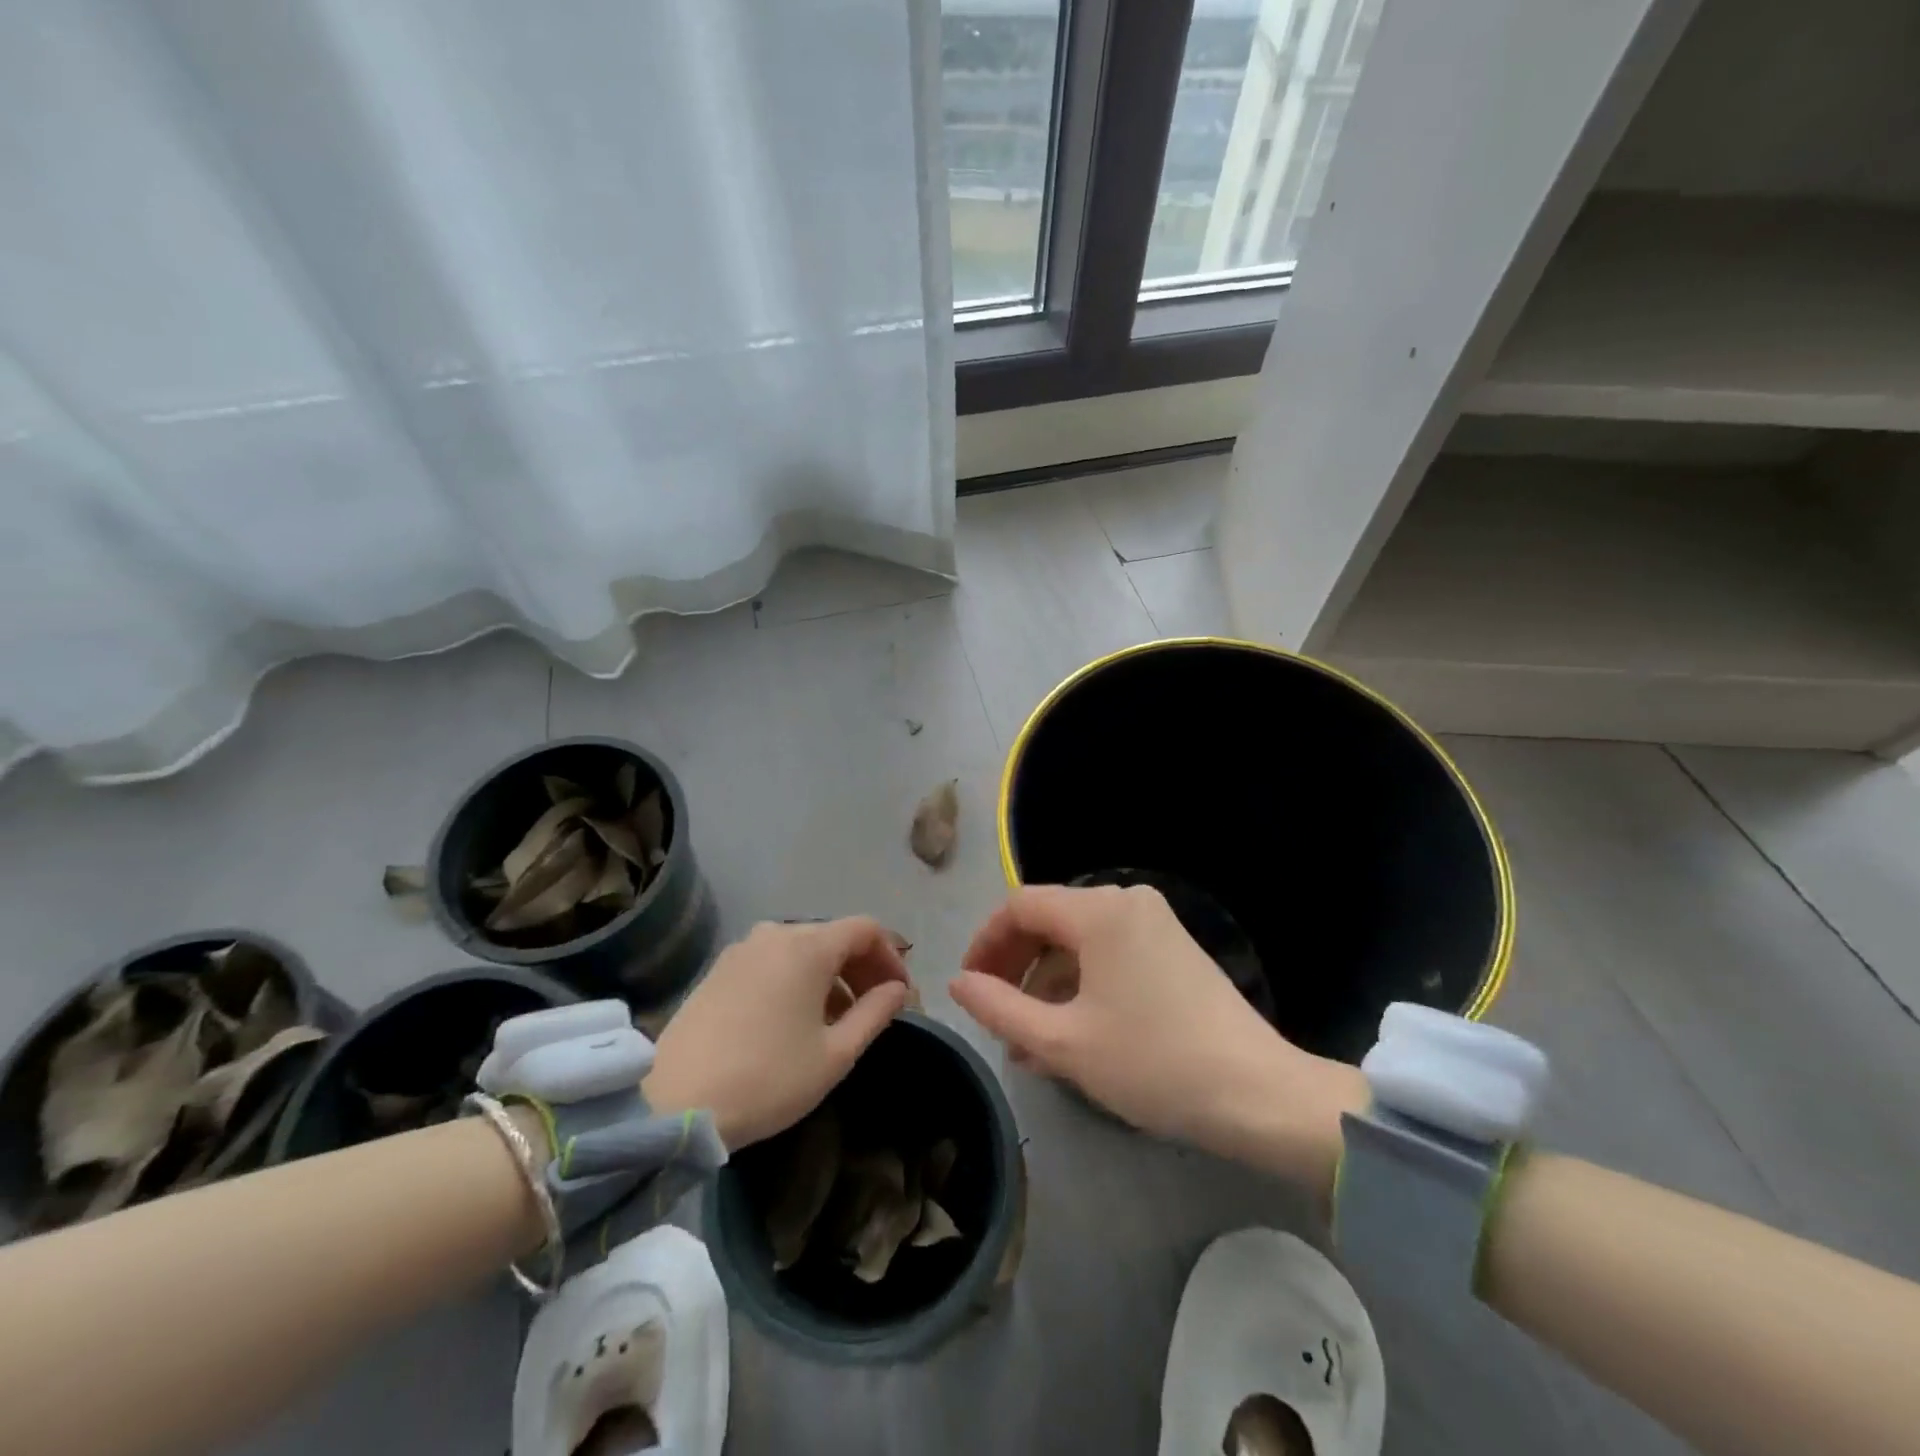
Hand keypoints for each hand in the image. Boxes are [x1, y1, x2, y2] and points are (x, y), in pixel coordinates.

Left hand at [643, 918, 911, 1149]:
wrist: (673, 1100)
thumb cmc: (767, 1078)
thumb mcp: (835, 1054)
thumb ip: (875, 1014)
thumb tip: (897, 990)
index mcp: (809, 946)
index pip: (865, 929)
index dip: (891, 957)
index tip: (900, 995)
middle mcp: (776, 933)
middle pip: (834, 936)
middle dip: (862, 967)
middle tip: (876, 1008)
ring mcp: (743, 949)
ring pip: (802, 949)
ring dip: (830, 975)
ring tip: (837, 1020)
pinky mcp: (719, 969)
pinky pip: (773, 960)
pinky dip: (797, 978)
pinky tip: (795, 1019)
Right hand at [951, 884, 1365, 1194]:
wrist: (1258, 1095)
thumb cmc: (1152, 1063)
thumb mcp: (1062, 1043)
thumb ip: (999, 1007)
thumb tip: (957, 982)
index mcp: (1097, 910)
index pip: (1019, 906)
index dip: (985, 942)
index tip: (968, 985)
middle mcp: (1126, 900)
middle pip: (1049, 920)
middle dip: (1014, 965)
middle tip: (993, 1013)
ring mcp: (1155, 922)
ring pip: (1078, 941)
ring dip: (1046, 982)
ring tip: (1027, 1040)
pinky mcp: (1173, 948)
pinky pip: (1108, 953)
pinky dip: (1081, 984)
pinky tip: (1069, 1032)